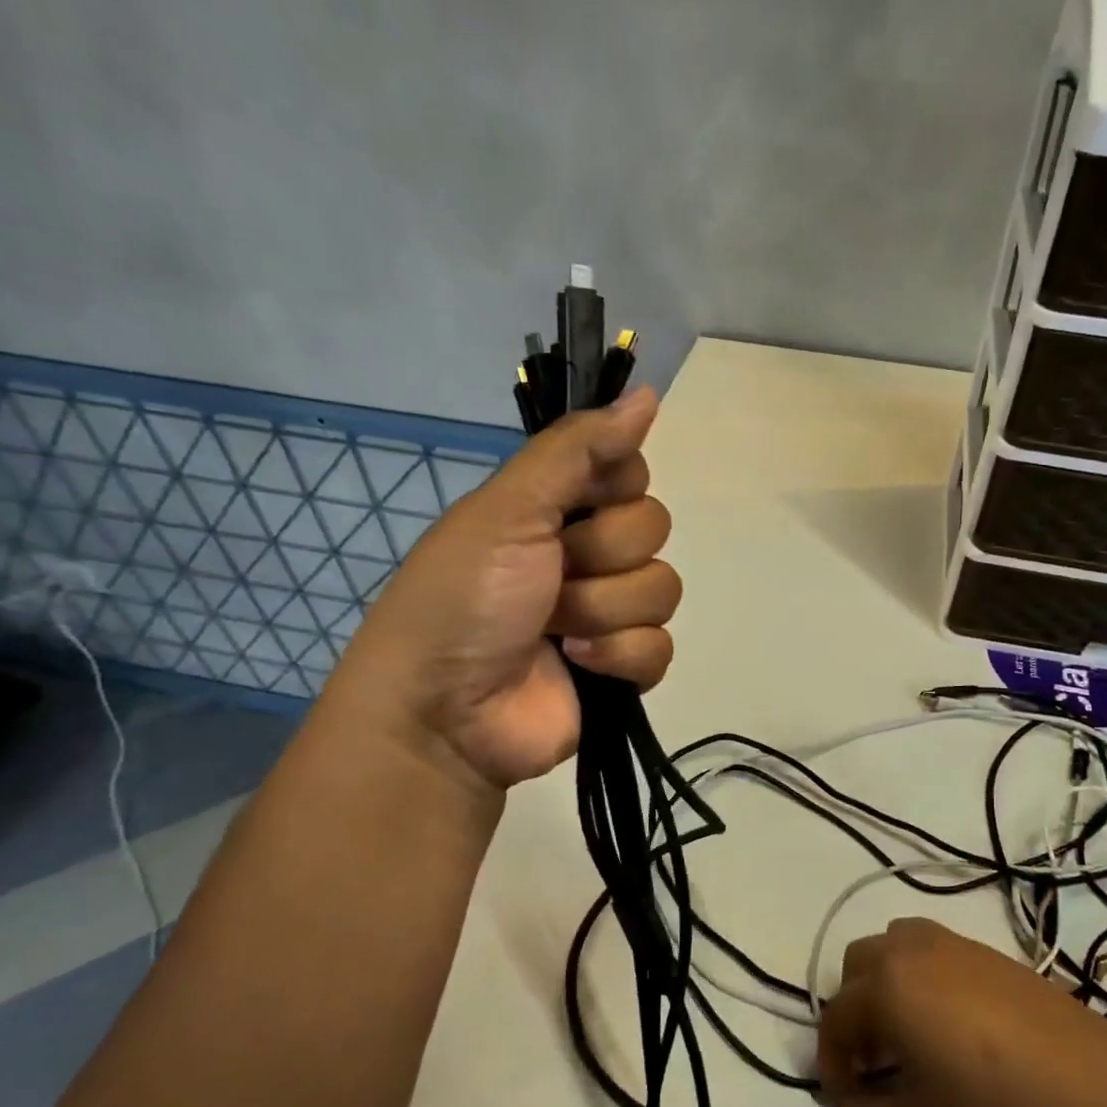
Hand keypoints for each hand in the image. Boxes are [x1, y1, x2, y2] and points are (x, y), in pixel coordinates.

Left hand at [323, 388, 679, 789]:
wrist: (444, 713)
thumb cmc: (463, 599)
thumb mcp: (508, 510)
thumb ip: (577, 450)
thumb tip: (648, 394)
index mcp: (557, 509)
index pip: (631, 472)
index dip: (614, 488)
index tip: (578, 506)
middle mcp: (588, 555)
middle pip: (654, 530)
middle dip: (601, 558)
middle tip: (552, 578)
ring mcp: (608, 614)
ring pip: (662, 590)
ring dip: (604, 611)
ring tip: (555, 631)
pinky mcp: (623, 668)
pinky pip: (661, 648)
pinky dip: (620, 658)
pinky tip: (579, 664)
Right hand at [817, 918, 1106, 1106]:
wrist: (1092, 1085)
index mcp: (886, 986)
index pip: (835, 1018)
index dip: (833, 1064)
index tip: (848, 1104)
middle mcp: (910, 950)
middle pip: (857, 966)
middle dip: (854, 1011)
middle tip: (876, 1062)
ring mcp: (951, 942)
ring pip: (893, 944)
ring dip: (885, 980)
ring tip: (910, 1033)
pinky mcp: (987, 949)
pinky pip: (932, 946)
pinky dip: (921, 973)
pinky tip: (953, 1022)